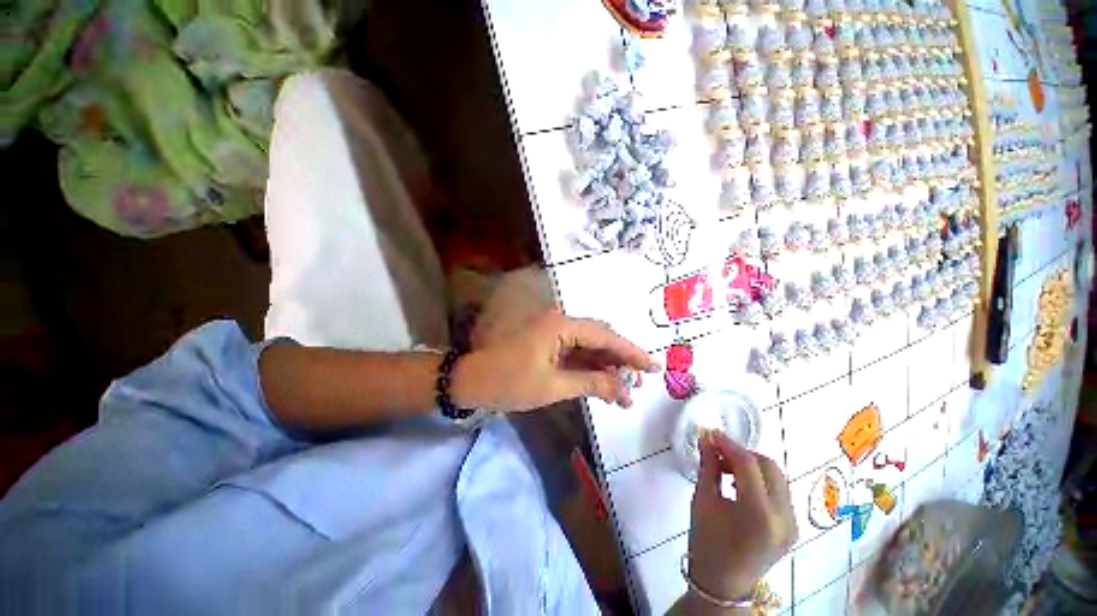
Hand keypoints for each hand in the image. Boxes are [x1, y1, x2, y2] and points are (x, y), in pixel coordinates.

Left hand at [451, 309, 657, 411]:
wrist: (472, 381)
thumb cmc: (509, 382)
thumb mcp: (552, 386)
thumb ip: (590, 383)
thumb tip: (623, 388)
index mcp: (560, 326)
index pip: (604, 335)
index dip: (630, 351)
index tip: (653, 366)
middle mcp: (560, 323)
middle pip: (599, 339)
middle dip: (619, 361)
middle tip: (639, 383)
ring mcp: (553, 333)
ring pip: (589, 348)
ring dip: (606, 368)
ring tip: (624, 393)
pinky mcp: (548, 344)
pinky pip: (575, 354)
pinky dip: (590, 369)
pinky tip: (603, 386)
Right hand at [686, 433, 796, 603]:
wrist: (724, 584)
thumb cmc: (706, 542)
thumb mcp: (703, 500)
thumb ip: (708, 466)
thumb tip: (706, 439)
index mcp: (759, 514)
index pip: (748, 464)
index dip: (728, 444)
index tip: (710, 434)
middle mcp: (784, 517)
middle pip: (769, 467)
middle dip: (742, 453)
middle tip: (717, 451)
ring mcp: (792, 523)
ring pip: (777, 477)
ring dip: (751, 465)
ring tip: (726, 468)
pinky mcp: (793, 526)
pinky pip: (778, 491)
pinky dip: (759, 480)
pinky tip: (739, 484)